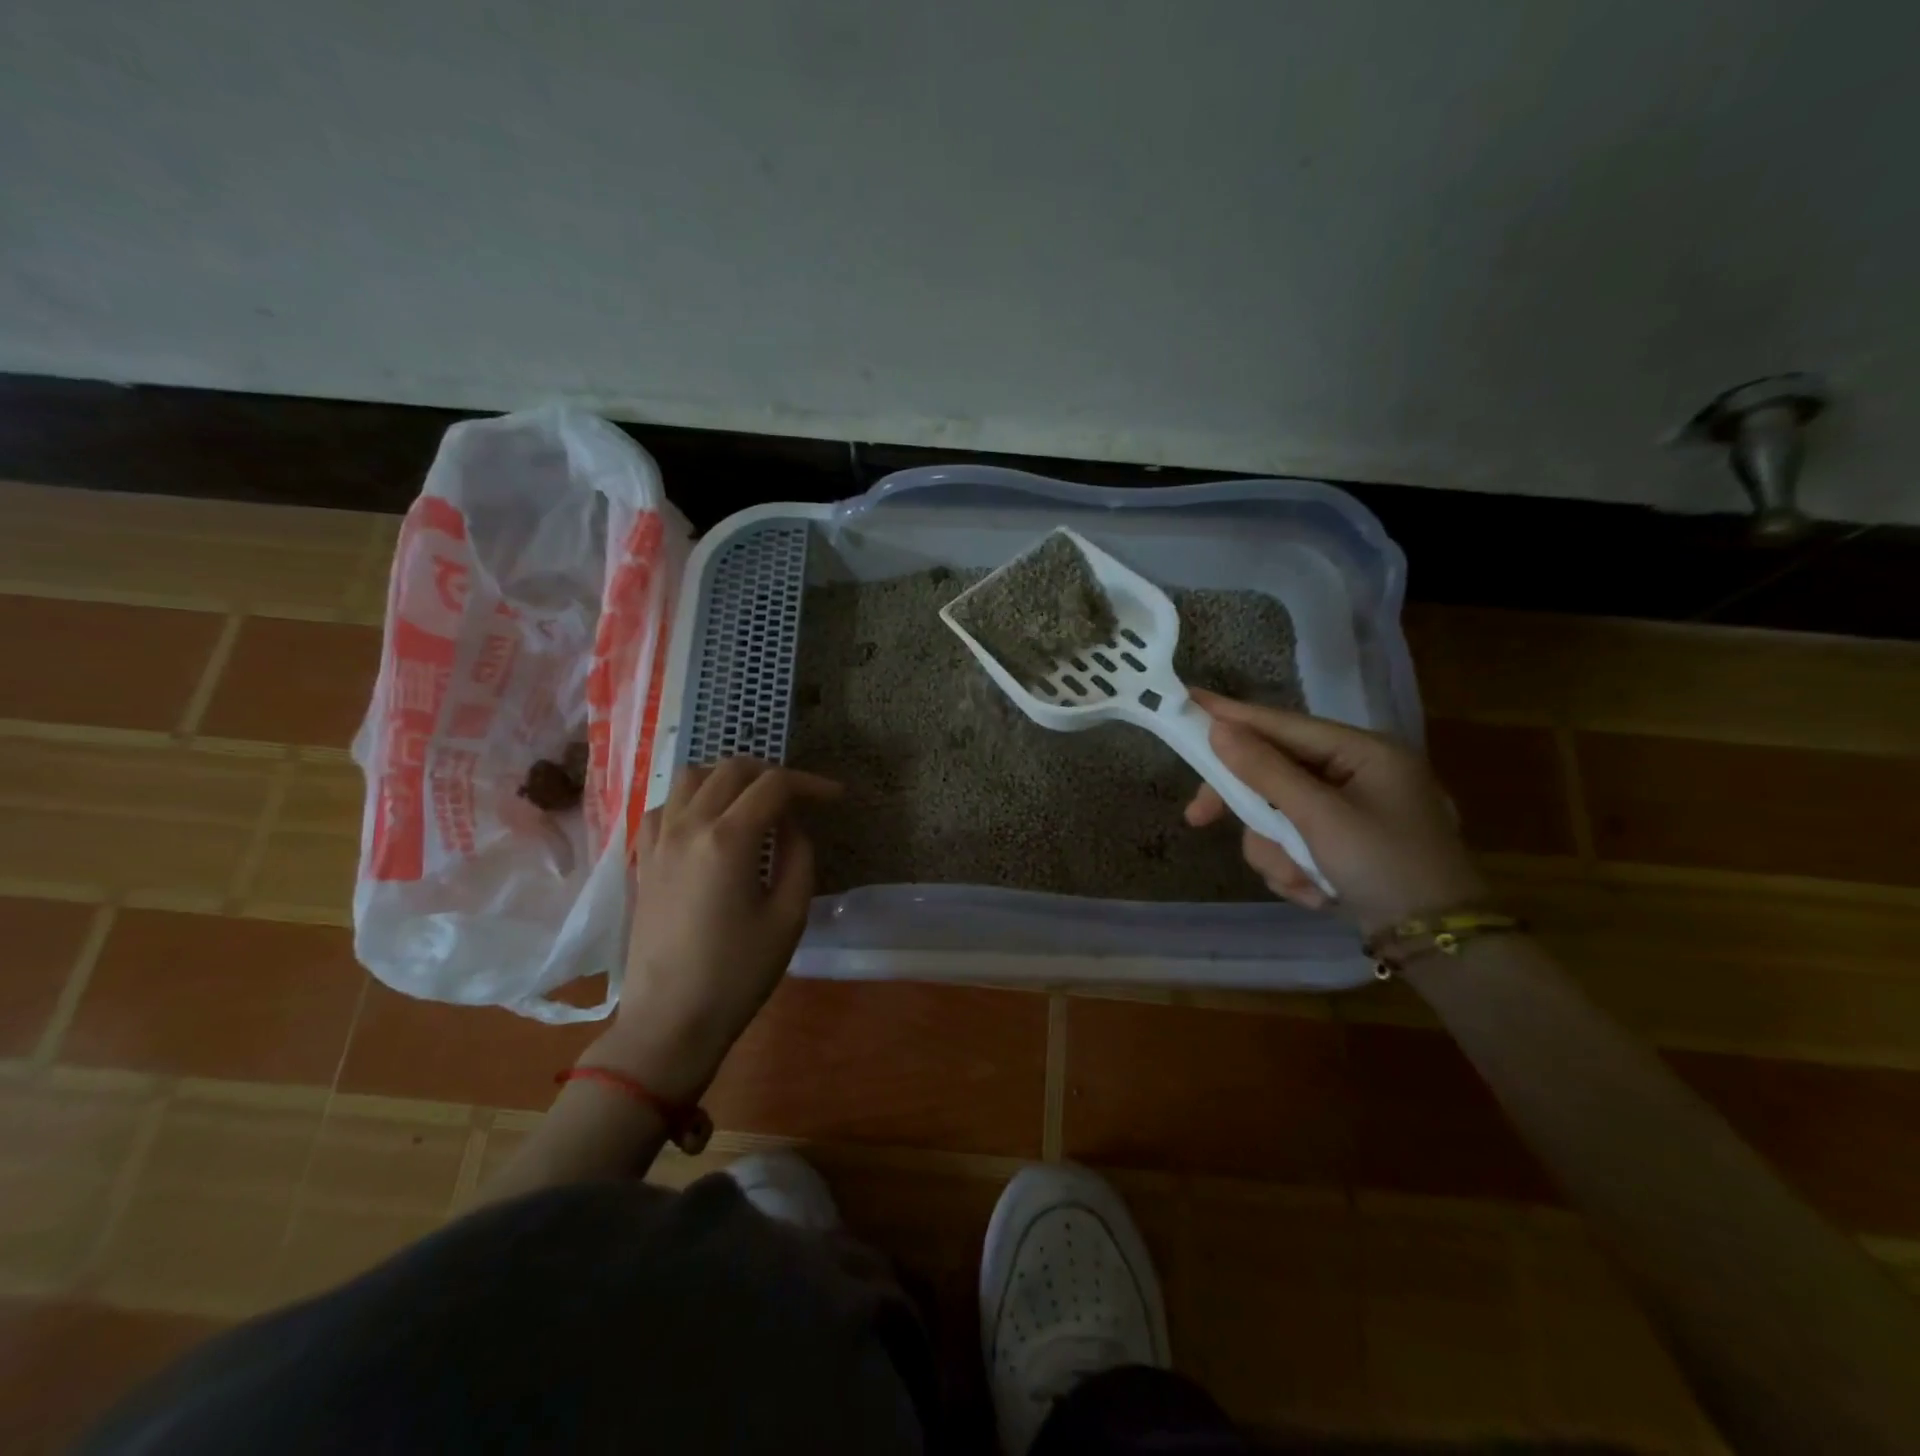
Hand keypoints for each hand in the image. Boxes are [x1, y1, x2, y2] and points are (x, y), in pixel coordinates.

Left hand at [586, 757, 840, 1100]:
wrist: (670, 1021)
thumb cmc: (737, 974)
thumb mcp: (788, 916)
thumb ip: (797, 855)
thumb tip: (791, 824)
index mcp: (728, 839)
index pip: (774, 785)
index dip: (810, 784)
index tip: (835, 797)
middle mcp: (689, 826)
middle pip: (732, 769)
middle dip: (773, 773)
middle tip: (800, 796)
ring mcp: (659, 840)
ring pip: (692, 777)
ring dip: (728, 777)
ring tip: (754, 799)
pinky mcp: (644, 858)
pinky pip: (667, 806)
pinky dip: (694, 798)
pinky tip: (710, 821)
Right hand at [1183, 690, 1484, 935]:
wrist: (1440, 946)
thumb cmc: (1386, 867)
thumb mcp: (1321, 818)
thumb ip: (1266, 771)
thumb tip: (1218, 729)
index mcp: (1363, 752)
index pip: (1282, 724)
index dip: (1231, 716)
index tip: (1187, 703)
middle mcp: (1355, 774)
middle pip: (1273, 774)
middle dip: (1250, 809)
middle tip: (1198, 818)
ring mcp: (1348, 811)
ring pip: (1276, 816)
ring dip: (1278, 852)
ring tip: (1303, 881)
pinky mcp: (1342, 844)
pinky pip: (1292, 844)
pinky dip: (1295, 869)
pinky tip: (1317, 893)